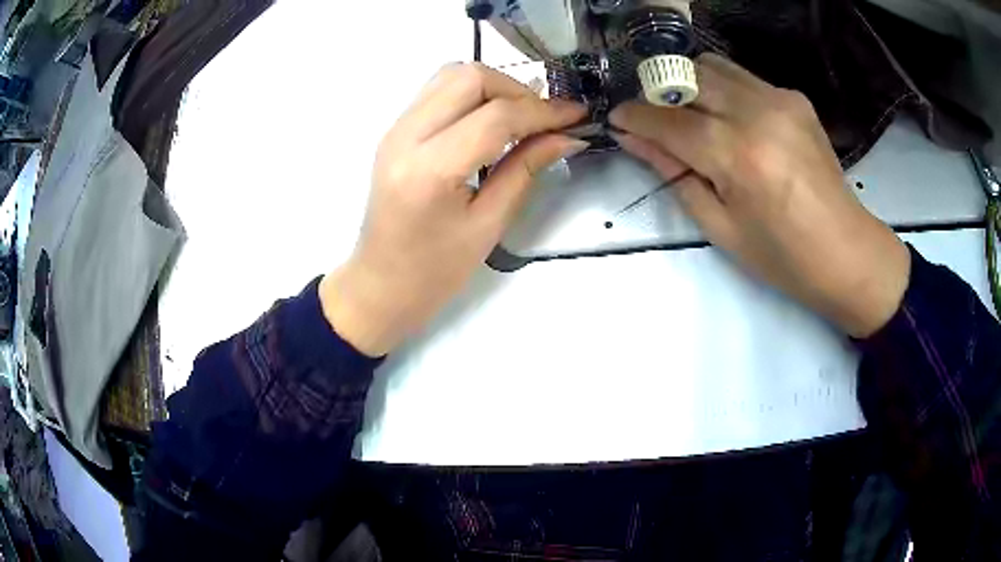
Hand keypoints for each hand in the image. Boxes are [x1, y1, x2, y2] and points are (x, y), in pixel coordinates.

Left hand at [320, 63, 587, 356]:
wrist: (381, 284)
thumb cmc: (435, 271)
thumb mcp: (489, 225)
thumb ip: (526, 170)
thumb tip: (567, 136)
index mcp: (430, 170)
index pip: (496, 116)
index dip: (543, 111)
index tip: (576, 116)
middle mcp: (405, 137)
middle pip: (469, 77)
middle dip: (516, 90)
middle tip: (543, 121)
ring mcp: (395, 130)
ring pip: (451, 75)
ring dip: (493, 87)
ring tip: (519, 119)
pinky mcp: (395, 131)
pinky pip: (437, 91)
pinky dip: (471, 94)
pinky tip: (490, 121)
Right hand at [610, 54, 909, 337]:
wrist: (847, 253)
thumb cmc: (784, 258)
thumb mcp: (721, 227)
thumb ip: (676, 175)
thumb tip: (635, 140)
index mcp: (738, 156)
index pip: (669, 120)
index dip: (635, 117)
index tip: (616, 119)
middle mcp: (758, 113)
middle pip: (688, 78)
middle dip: (659, 95)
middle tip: (653, 121)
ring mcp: (780, 99)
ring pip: (713, 66)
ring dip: (690, 85)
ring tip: (690, 116)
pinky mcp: (794, 97)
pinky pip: (743, 78)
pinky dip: (723, 90)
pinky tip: (730, 120)